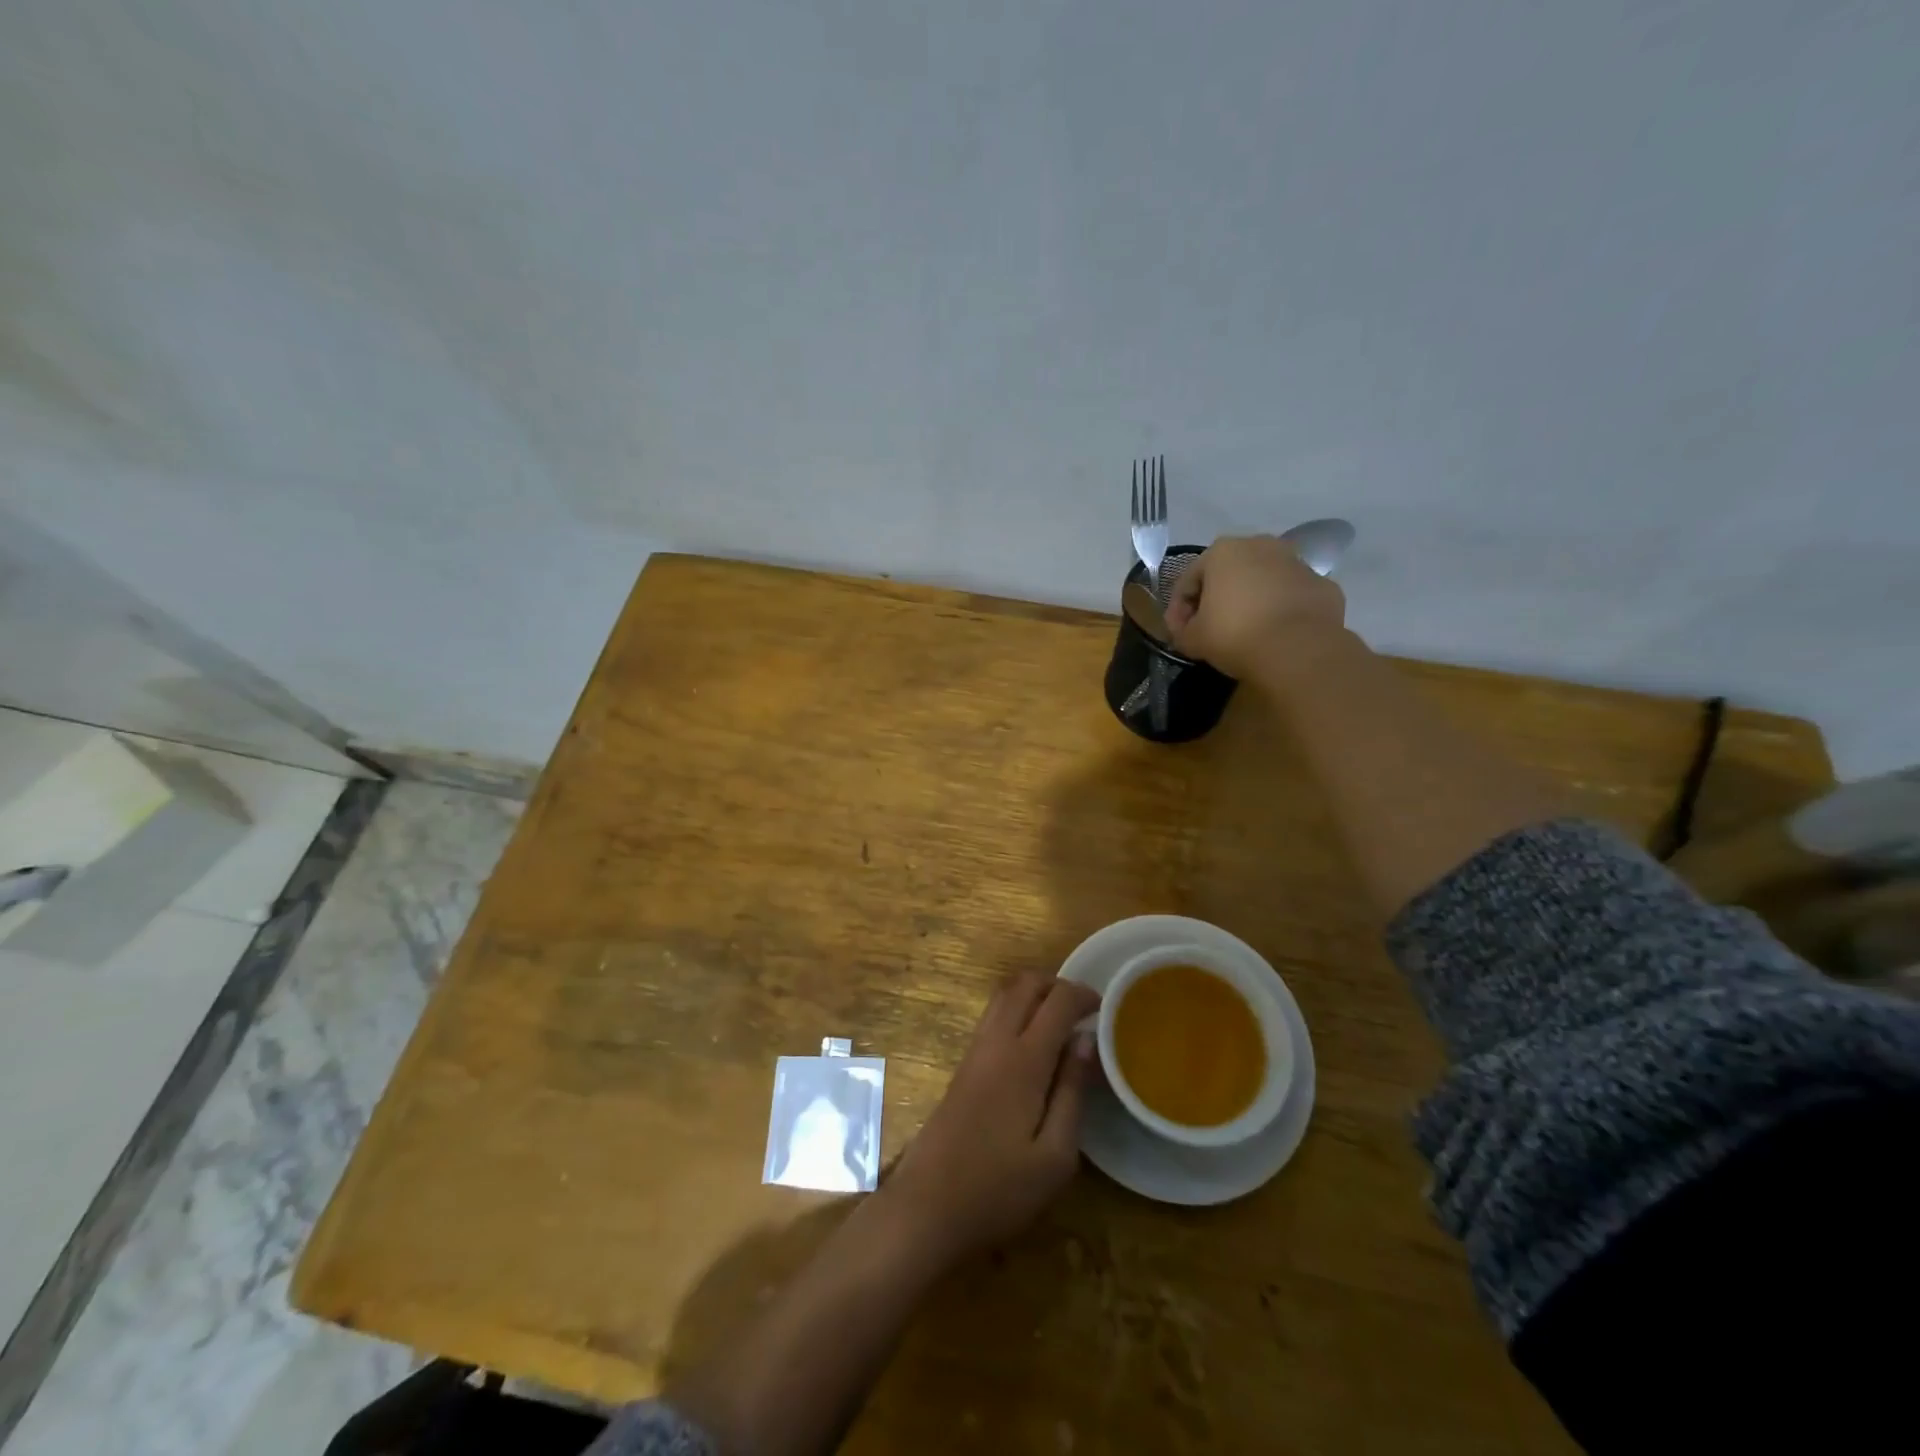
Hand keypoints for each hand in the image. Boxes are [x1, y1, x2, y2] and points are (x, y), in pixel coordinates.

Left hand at [884, 971, 1099, 1262]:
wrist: (927, 1205)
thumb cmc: (999, 1188)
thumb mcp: (1055, 1155)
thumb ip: (1072, 1091)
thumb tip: (1086, 1041)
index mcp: (1023, 1060)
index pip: (1056, 1001)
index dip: (1082, 994)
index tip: (1105, 1007)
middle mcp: (995, 1042)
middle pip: (1024, 984)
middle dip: (1057, 984)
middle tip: (1082, 1008)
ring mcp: (974, 1051)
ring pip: (1003, 995)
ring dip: (1033, 993)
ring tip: (1060, 1020)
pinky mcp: (962, 1065)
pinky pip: (992, 1016)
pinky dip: (1016, 1009)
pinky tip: (1033, 1043)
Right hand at [1166, 534, 1345, 678]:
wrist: (1298, 650)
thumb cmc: (1235, 635)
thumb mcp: (1193, 639)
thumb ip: (1182, 631)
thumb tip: (1186, 632)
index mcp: (1223, 551)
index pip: (1188, 580)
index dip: (1178, 609)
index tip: (1177, 634)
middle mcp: (1261, 545)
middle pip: (1228, 574)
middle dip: (1216, 598)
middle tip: (1209, 629)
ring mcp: (1297, 562)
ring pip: (1263, 581)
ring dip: (1251, 601)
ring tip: (1246, 631)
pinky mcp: (1323, 585)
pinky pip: (1291, 596)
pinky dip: (1281, 610)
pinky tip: (1276, 634)